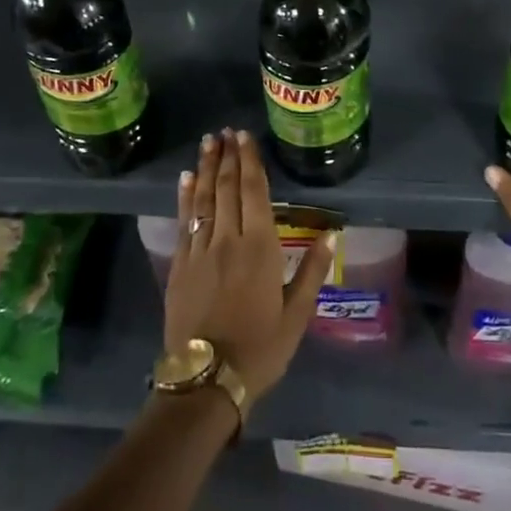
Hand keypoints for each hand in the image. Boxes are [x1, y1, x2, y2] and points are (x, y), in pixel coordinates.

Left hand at [165, 128, 332, 406]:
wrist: (207, 380)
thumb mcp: (297, 315)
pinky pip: (183, 221)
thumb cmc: (260, 348)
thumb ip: (311, 270)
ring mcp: (199, 250)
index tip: (245, 137)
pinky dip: (185, 197)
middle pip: (226, 188)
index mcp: (261, 248)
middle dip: (226, 157)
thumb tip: (331, 233)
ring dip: (205, 168)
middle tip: (225, 131)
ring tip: (207, 143)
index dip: (250, 162)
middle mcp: (228, 240)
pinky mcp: (180, 265)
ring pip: (203, 199)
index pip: (254, 192)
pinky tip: (185, 179)